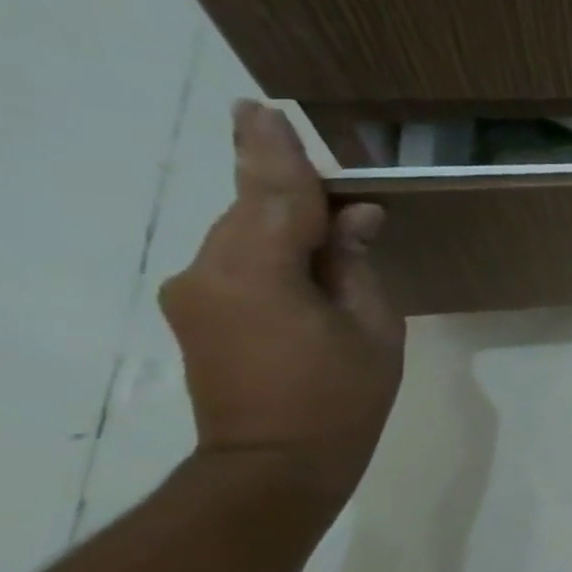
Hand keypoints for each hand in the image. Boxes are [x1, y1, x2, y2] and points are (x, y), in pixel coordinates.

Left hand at [159, 102, 404, 499]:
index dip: (273, 150)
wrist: (276, 464)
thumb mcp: (374, 325)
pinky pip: (240, 259)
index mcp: (257, 272)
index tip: (261, 107)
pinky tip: (310, 262)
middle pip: (254, 208)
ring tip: (338, 236)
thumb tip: (354, 217)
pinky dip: (274, 248)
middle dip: (295, 191)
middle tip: (344, 191)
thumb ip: (355, 262)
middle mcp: (209, 271)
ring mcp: (196, 292)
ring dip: (288, 222)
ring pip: (246, 232)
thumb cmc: (342, 396)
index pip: (272, 193)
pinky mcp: (198, 311)